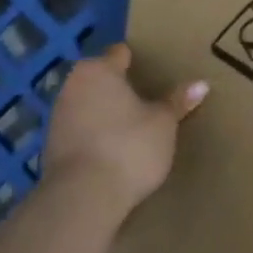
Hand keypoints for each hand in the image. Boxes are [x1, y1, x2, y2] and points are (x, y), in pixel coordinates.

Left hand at [41, 44, 207, 218]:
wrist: (82, 198)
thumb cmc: (128, 146)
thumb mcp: (163, 123)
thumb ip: (178, 101)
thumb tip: (202, 83)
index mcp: (98, 70)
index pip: (120, 54)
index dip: (138, 61)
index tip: (156, 72)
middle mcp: (72, 86)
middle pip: (101, 79)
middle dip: (121, 88)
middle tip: (149, 100)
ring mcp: (57, 117)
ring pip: (89, 105)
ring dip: (106, 113)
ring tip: (134, 127)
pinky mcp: (51, 147)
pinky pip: (81, 131)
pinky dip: (96, 135)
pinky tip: (115, 150)